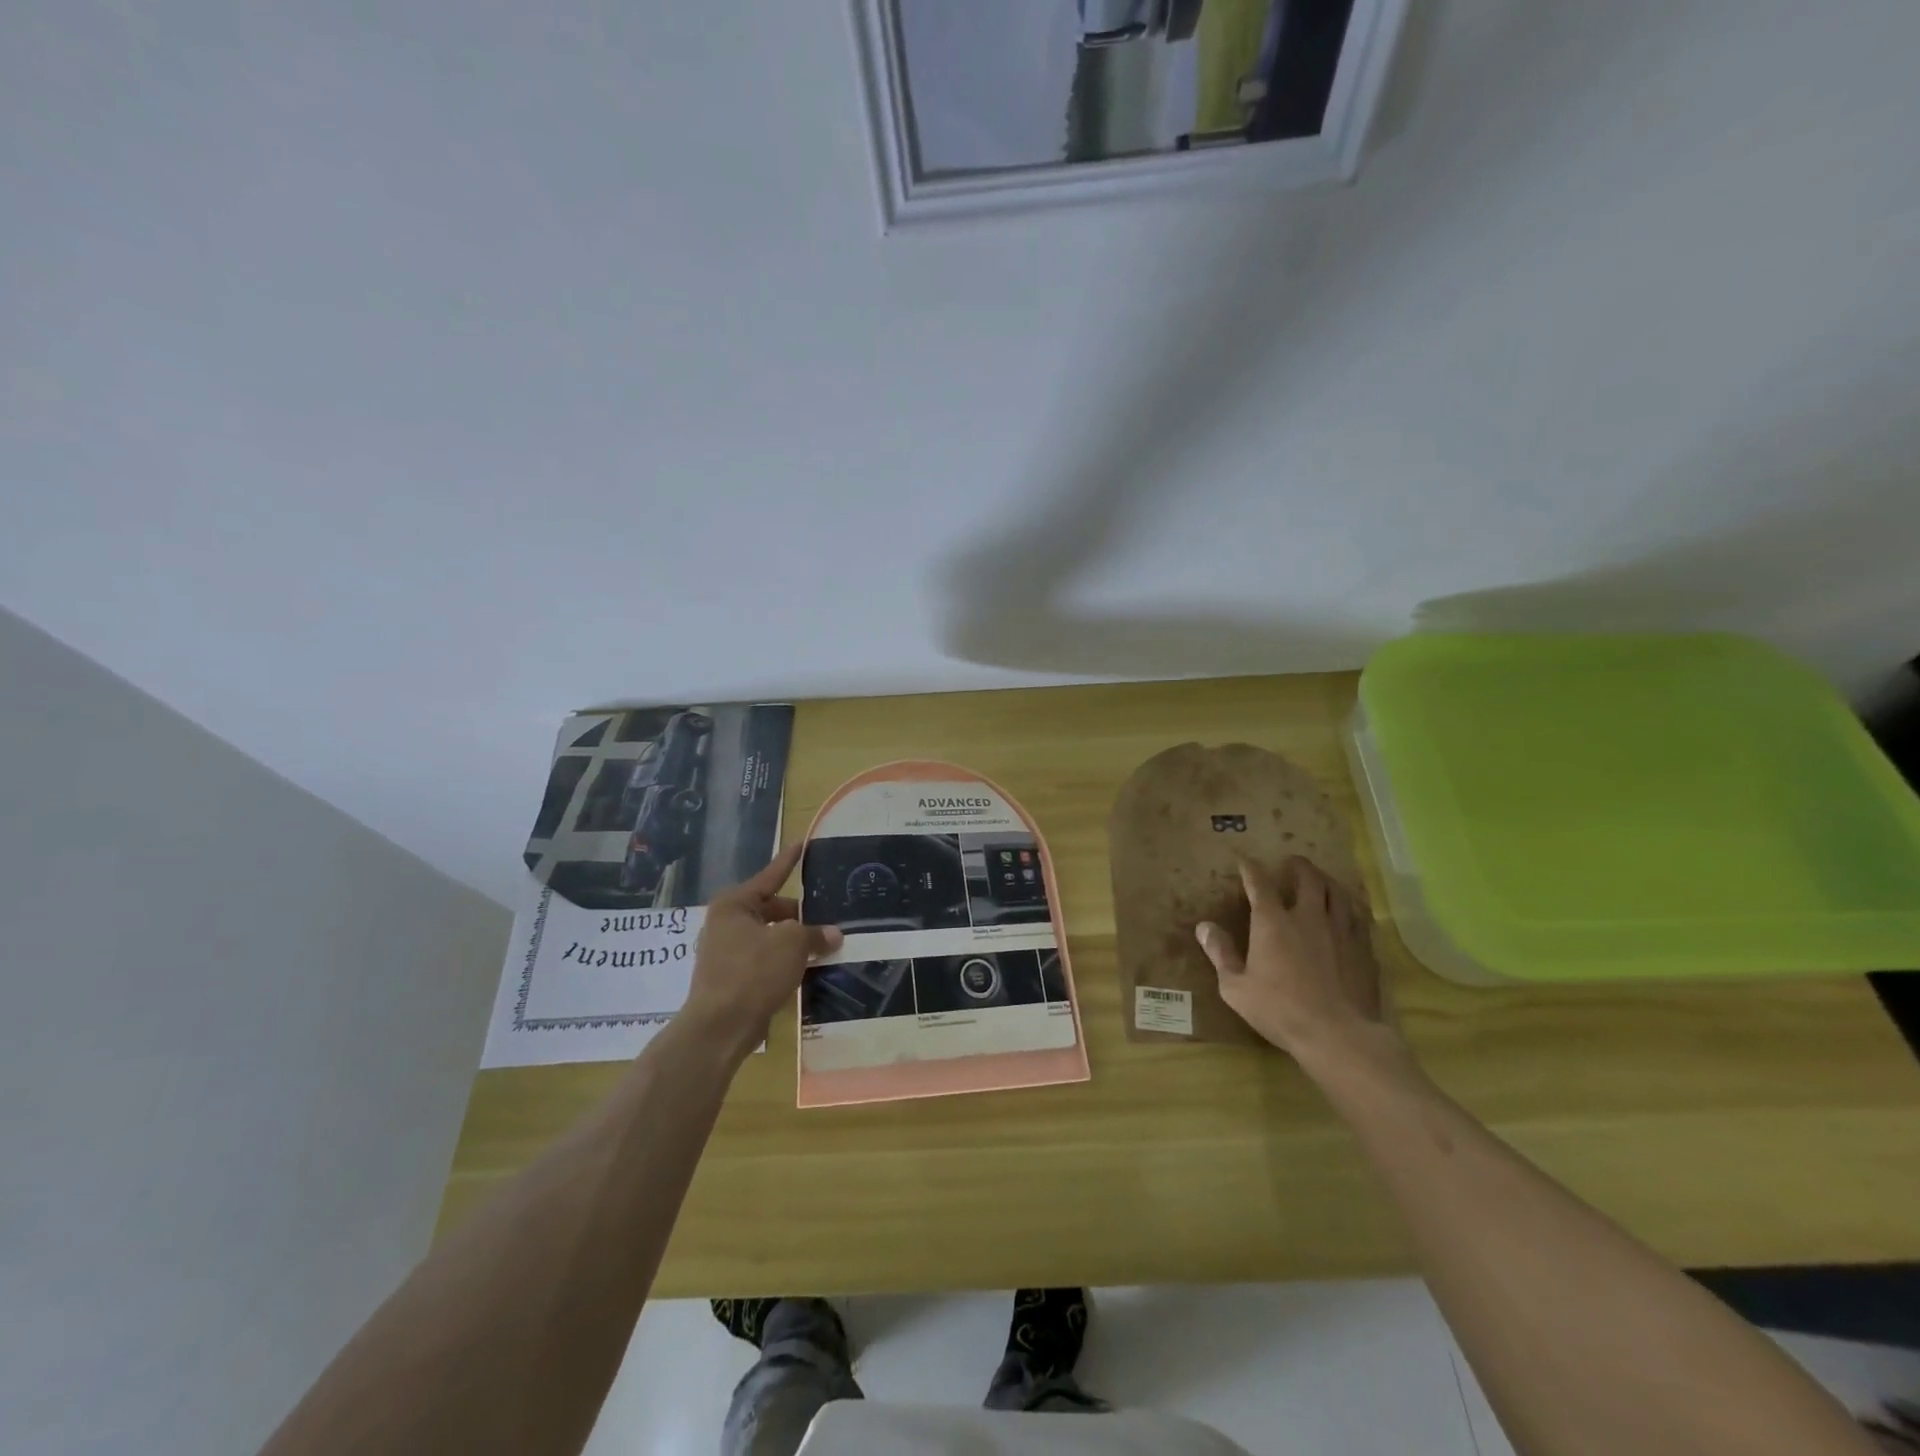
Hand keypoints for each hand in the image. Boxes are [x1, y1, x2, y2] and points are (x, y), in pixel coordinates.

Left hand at [682, 842, 841, 1051]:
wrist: (720, 1028)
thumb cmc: (753, 972)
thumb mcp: (792, 944)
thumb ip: (815, 934)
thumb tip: (833, 934)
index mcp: (735, 904)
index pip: (770, 875)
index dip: (789, 861)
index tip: (802, 845)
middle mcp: (726, 923)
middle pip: (772, 909)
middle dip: (800, 916)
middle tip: (828, 920)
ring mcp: (726, 952)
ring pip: (770, 937)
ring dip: (793, 942)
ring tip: (823, 945)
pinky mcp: (731, 979)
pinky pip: (764, 960)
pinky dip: (784, 962)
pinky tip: (806, 970)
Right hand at [1195, 855, 1390, 1059]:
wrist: (1337, 1035)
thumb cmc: (1279, 1010)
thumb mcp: (1236, 987)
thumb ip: (1220, 953)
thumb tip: (1204, 927)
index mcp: (1273, 922)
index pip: (1260, 884)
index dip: (1251, 869)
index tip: (1245, 861)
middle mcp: (1308, 917)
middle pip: (1308, 879)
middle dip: (1299, 866)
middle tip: (1293, 862)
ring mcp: (1340, 931)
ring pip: (1338, 893)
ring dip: (1327, 880)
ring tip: (1322, 879)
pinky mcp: (1363, 949)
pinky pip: (1358, 917)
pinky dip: (1349, 907)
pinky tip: (1349, 913)